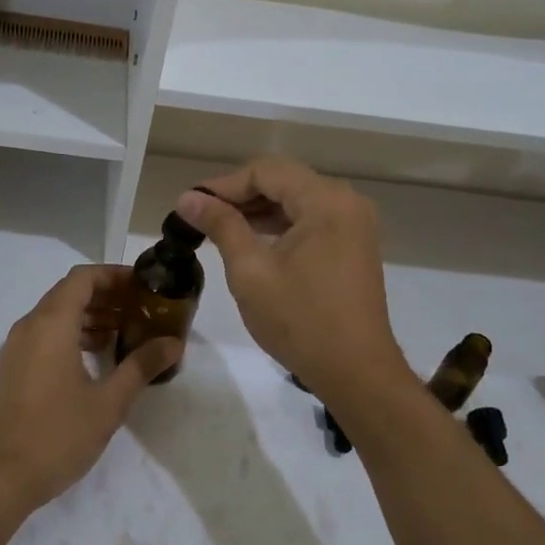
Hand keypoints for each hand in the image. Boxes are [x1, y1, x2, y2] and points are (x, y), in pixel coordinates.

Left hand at [0, 265, 179, 516]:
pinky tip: (97, 356)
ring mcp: (17, 347)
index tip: (145, 286)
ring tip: (126, 332)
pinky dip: (73, 333)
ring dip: (90, 316)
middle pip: (70, 293)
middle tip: (142, 309)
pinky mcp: (14, 368)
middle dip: (107, 295)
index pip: (83, 278)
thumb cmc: (57, 434)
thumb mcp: (109, 402)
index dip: (115, 275)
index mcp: (51, 323)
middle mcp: (30, 326)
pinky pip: (46, 334)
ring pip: (57, 314)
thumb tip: (173, 343)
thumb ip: (141, 366)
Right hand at [178, 158, 413, 407]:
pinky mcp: (354, 245)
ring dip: (258, 210)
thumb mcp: (251, 271)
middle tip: (200, 215)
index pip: (266, 171)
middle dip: (240, 195)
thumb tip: (187, 197)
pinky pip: (311, 220)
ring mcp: (354, 224)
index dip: (224, 184)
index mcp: (325, 201)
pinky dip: (280, 225)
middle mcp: (346, 202)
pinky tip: (252, 241)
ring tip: (219, 228)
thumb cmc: (300, 321)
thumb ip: (221, 225)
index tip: (190, 204)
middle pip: (283, 181)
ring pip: (296, 200)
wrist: (357, 373)